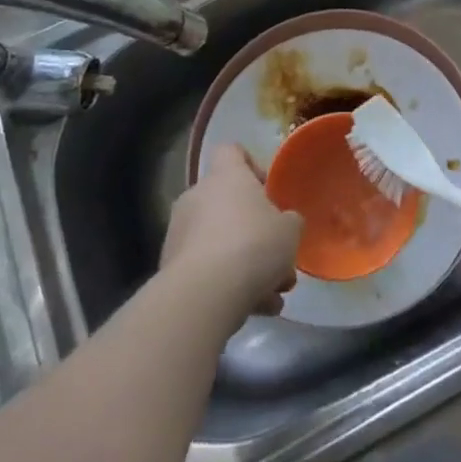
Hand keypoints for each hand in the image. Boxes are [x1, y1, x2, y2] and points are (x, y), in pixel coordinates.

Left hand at [162, 145, 301, 323]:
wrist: (203, 296)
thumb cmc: (253, 245)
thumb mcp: (290, 230)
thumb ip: (289, 222)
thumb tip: (284, 223)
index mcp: (226, 176)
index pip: (232, 151)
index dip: (251, 165)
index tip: (268, 190)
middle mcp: (197, 197)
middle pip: (228, 204)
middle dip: (256, 232)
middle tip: (279, 257)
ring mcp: (180, 234)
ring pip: (221, 243)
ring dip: (247, 265)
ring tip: (274, 295)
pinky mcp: (171, 270)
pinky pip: (207, 270)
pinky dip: (229, 285)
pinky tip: (257, 309)